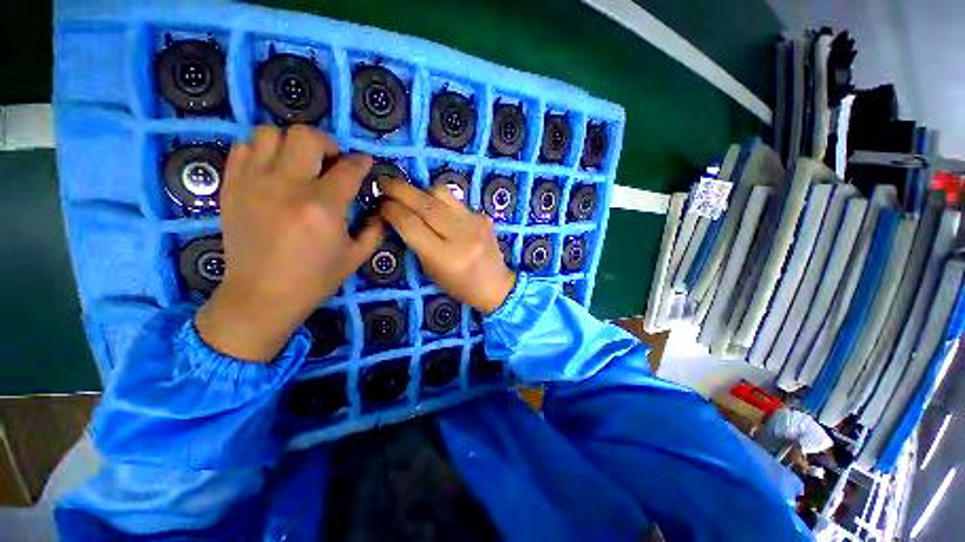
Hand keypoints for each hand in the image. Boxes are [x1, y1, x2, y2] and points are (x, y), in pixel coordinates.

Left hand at [195, 125, 383, 361]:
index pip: (348, 168)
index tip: (364, 164)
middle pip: (306, 136)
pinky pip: (244, 147)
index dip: (361, 162)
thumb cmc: (315, 278)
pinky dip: (263, 150)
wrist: (261, 295)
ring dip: (291, 143)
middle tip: (331, 162)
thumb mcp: (357, 256)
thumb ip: (375, 228)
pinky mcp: (231, 186)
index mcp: (323, 208)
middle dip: (327, 144)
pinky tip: (274, 170)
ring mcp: (253, 183)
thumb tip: (381, 207)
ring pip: (270, 133)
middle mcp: (287, 187)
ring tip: (299, 163)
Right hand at [377, 178, 515, 313]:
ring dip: (422, 192)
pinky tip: (440, 212)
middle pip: (424, 203)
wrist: (495, 284)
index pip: (411, 224)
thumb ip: (416, 242)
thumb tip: (398, 213)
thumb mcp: (431, 270)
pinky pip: (456, 200)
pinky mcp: (484, 215)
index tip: (381, 204)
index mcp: (445, 257)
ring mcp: (475, 222)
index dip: (391, 210)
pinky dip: (442, 202)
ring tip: (413, 198)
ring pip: (441, 192)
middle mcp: (461, 236)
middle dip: (400, 189)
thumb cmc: (459, 285)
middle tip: (385, 182)